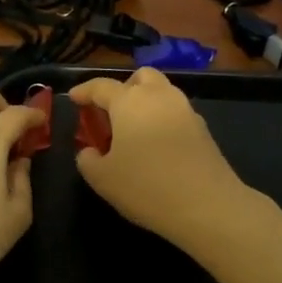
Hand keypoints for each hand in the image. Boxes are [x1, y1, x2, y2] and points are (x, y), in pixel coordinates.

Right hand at [68, 69, 259, 250]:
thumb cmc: (146, 187)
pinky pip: (176, 113)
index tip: (74, 98)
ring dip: (145, 103)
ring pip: (162, 92)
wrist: (207, 205)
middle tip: (111, 112)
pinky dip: (162, 119)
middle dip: (123, 88)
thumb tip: (89, 151)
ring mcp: (186, 110)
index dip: (84, 91)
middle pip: (140, 77)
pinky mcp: (203, 129)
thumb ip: (87, 159)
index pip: (101, 86)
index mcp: (130, 101)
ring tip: (133, 130)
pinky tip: (156, 145)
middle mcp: (159, 96)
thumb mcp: (102, 179)